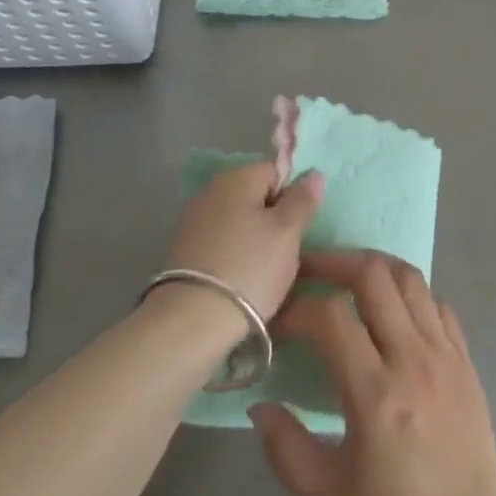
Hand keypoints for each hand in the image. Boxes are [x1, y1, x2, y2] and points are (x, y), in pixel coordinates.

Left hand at [163, 163, 323, 320]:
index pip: (277, 172)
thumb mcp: (287, 232)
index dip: (293, 197)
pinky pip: (221, 244)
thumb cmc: (249, 268)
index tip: (297, 229)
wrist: (191, 322)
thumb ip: (302, 199)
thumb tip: (313, 173)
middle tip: (285, 254)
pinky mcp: (183, 251)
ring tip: (264, 274)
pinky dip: (234, 257)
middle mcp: (212, 189)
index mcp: (238, 176)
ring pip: (239, 223)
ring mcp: (193, 220)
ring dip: (254, 241)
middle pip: (256, 196)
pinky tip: (240, 282)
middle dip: (273, 220)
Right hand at [249, 250, 495, 495]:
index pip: (332, 317)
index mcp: (377, 394)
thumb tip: (259, 405)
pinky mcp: (467, 362)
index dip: (298, 308)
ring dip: (375, 269)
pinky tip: (393, 314)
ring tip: (348, 280)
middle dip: (335, 263)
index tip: (280, 322)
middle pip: (375, 275)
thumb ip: (286, 449)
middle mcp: (414, 360)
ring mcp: (447, 356)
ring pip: (411, 279)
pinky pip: (438, 304)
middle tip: (310, 272)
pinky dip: (411, 295)